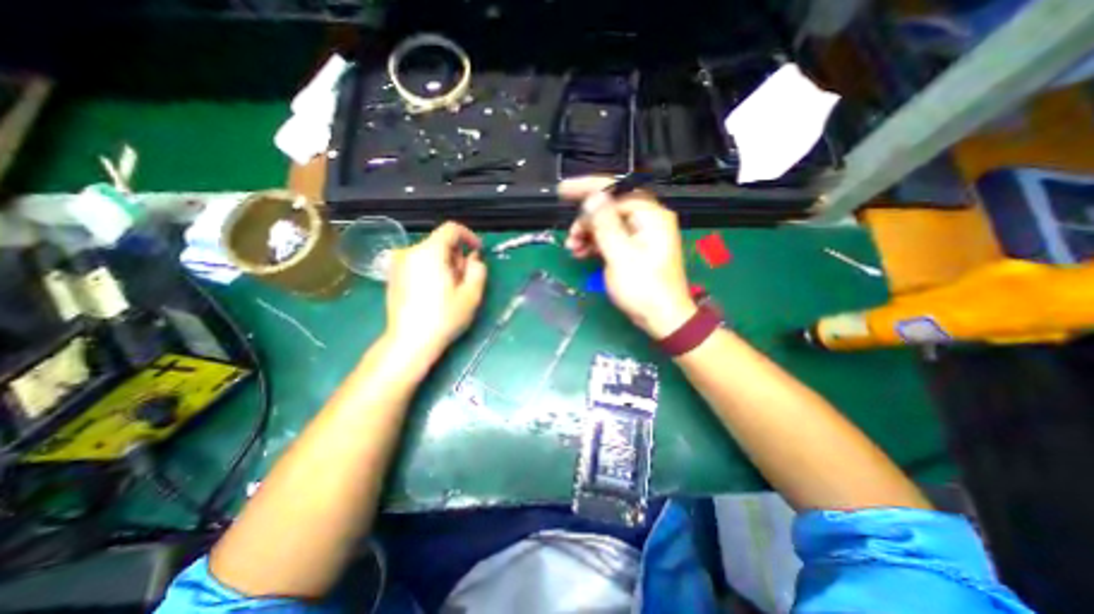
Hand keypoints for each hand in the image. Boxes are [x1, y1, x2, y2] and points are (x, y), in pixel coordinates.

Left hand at [384, 220, 487, 360]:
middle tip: (464, 280)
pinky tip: (434, 293)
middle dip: (457, 256)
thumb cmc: (444, 317)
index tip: (478, 253)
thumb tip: (474, 258)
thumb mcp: (471, 294)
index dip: (469, 237)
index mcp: (429, 252)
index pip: (451, 229)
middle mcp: (410, 252)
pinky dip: (431, 270)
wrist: (410, 341)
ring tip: (450, 290)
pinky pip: (418, 263)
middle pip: (441, 243)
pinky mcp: (392, 276)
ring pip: (430, 254)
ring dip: (445, 265)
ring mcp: (398, 264)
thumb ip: (478, 269)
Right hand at [558, 179, 695, 338]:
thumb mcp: (620, 255)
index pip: (615, 190)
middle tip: (570, 238)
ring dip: (588, 233)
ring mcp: (642, 234)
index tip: (562, 191)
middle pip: (610, 207)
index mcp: (649, 215)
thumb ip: (605, 224)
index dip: (587, 188)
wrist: (662, 318)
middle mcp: (647, 219)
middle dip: (586, 220)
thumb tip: (593, 197)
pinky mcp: (635, 248)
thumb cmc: (643, 288)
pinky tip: (582, 253)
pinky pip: (612, 237)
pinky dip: (596, 243)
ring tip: (573, 249)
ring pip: (608, 223)